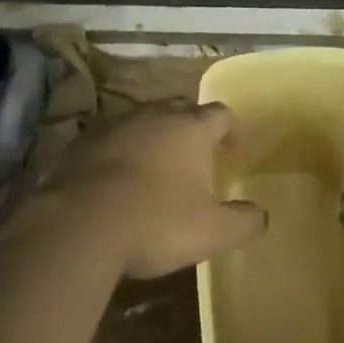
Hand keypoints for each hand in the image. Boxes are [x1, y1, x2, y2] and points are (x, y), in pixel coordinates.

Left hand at [37, 101, 267, 278]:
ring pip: (145, 119)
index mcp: (191, 129)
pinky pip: (113, 136)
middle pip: (182, 109)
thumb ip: (241, 222)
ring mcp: (119, 122)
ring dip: (155, 135)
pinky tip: (118, 176)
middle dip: (192, 127)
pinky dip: (121, 149)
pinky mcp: (87, 138)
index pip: (220, 114)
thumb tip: (262, 214)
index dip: (230, 128)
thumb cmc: (155, 221)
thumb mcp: (209, 232)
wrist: (81, 221)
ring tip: (157, 164)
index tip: (234, 146)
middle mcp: (157, 114)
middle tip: (197, 153)